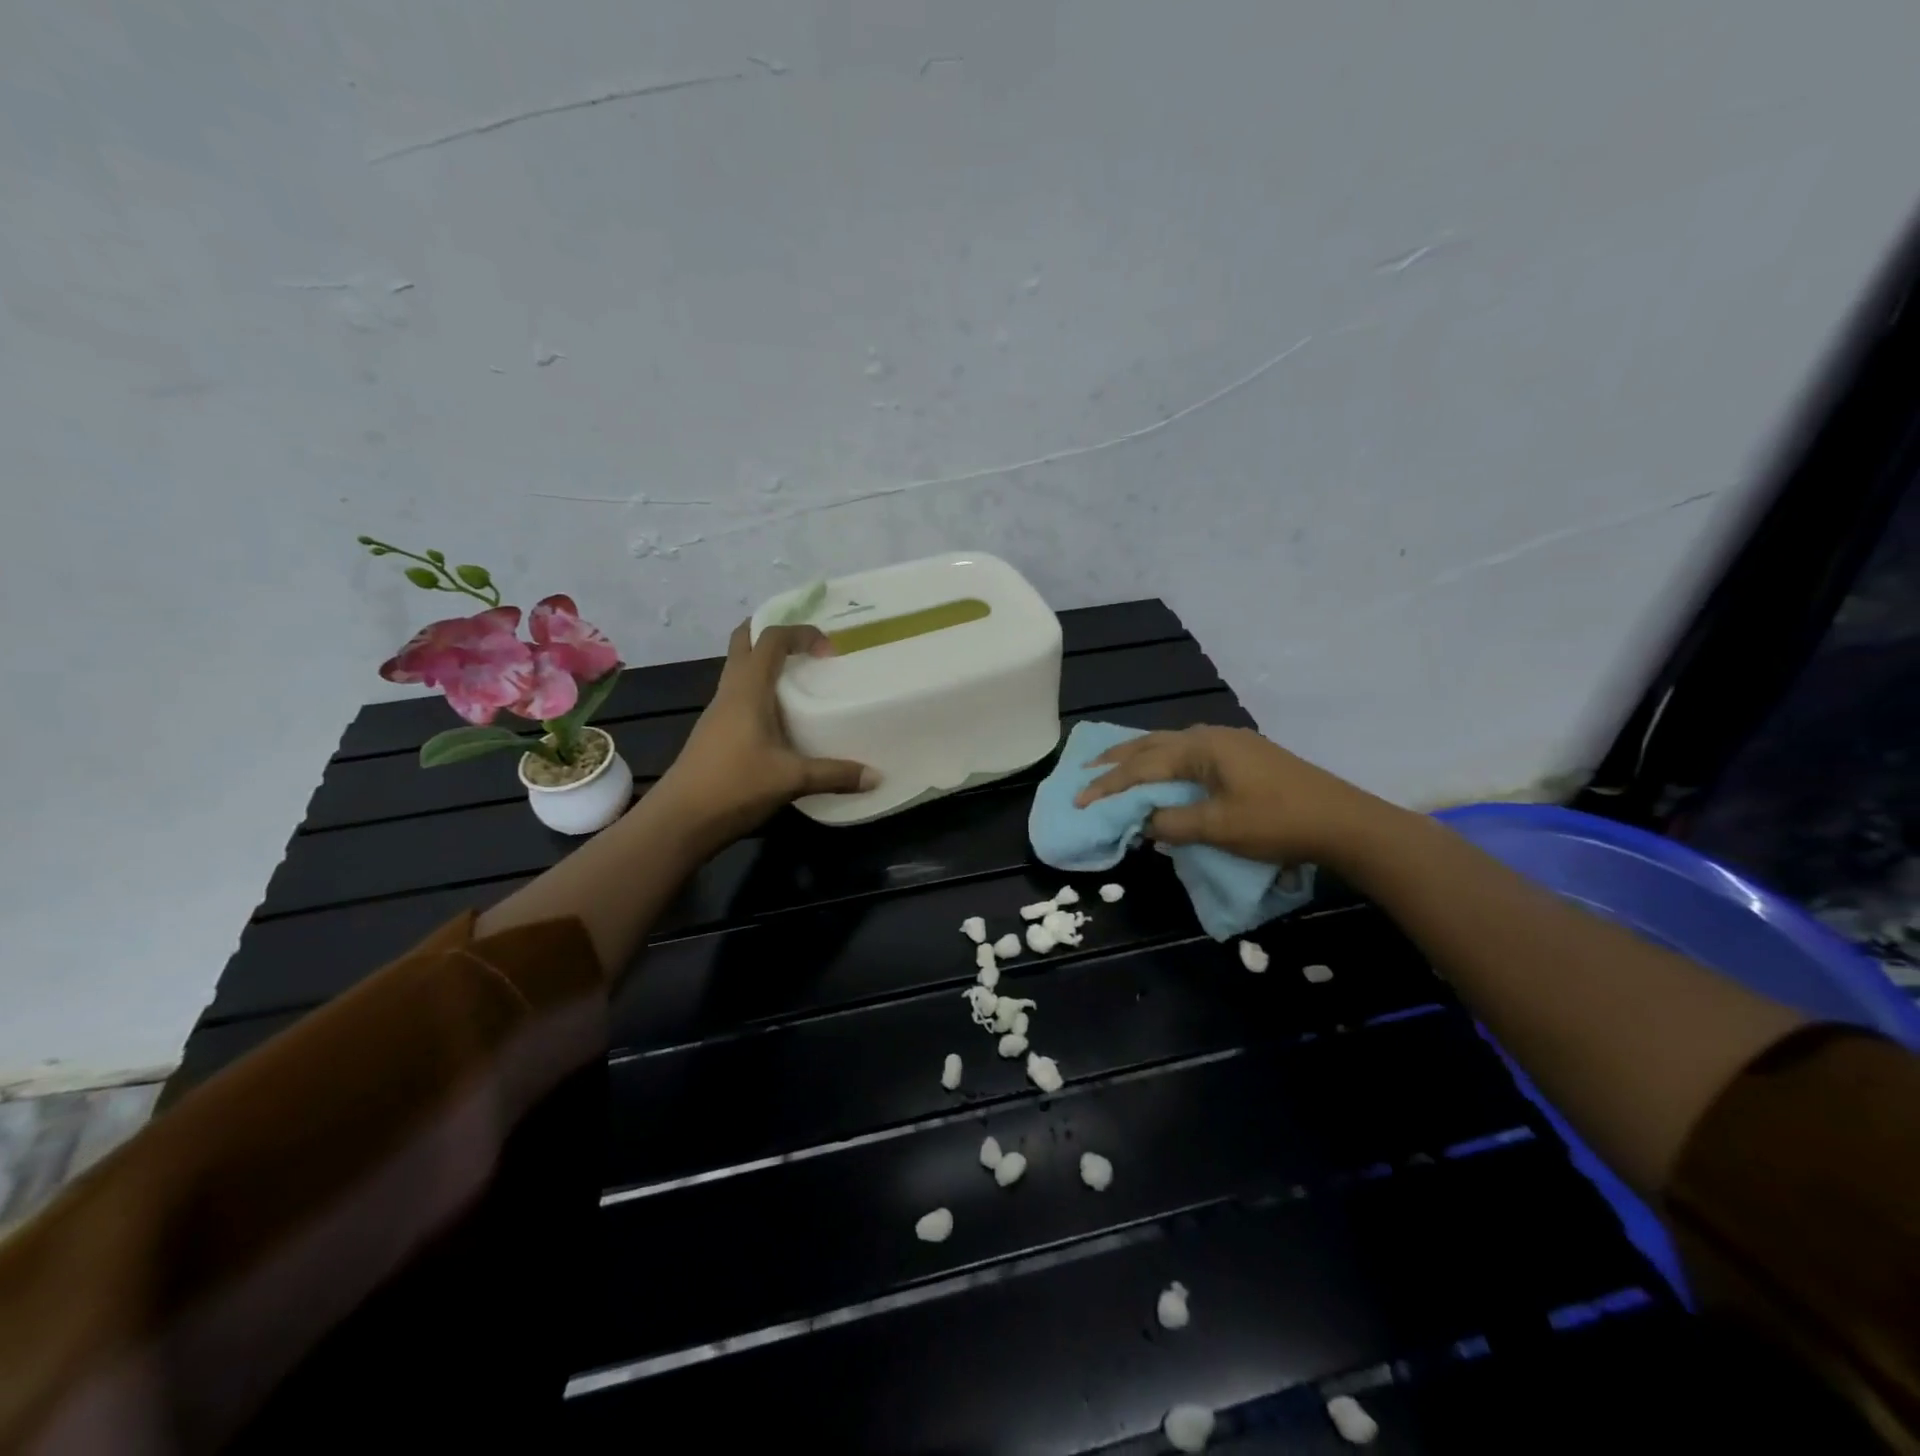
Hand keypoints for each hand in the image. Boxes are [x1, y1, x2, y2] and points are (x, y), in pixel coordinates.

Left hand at [649, 622, 876, 851]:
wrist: (680, 820)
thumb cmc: (735, 786)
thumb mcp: (792, 779)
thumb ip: (835, 774)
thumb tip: (876, 776)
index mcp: (747, 690)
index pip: (770, 639)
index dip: (800, 632)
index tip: (829, 650)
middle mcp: (729, 692)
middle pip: (743, 643)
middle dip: (772, 633)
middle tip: (805, 645)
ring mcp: (718, 713)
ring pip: (740, 670)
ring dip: (766, 664)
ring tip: (801, 679)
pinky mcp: (715, 733)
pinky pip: (740, 696)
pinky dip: (761, 692)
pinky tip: (782, 717)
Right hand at [1075, 725, 1398, 867]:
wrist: (1343, 821)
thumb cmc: (1277, 822)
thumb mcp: (1219, 828)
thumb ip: (1173, 823)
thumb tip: (1143, 823)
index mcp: (1201, 748)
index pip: (1142, 767)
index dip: (1108, 785)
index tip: (1078, 800)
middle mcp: (1211, 737)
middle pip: (1151, 744)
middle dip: (1116, 759)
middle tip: (1085, 769)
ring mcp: (1230, 743)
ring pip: (1170, 744)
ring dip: (1139, 756)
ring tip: (1114, 764)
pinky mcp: (1244, 756)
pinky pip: (1188, 751)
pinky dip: (1163, 760)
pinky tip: (1162, 767)